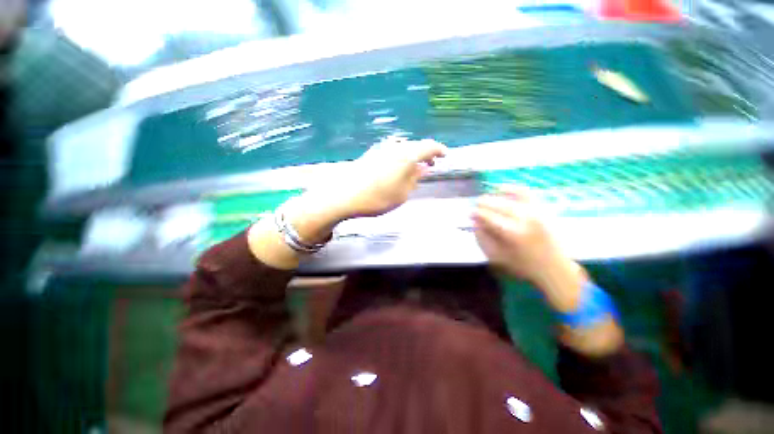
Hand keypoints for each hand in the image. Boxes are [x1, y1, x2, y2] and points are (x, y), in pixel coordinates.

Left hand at [285, 137, 446, 244]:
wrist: (345, 196)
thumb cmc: (378, 198)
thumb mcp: (402, 193)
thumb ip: (415, 178)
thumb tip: (423, 168)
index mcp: (406, 155)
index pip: (428, 146)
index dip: (439, 149)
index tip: (445, 155)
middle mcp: (394, 147)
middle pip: (415, 146)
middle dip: (426, 154)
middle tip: (432, 164)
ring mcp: (381, 149)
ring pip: (403, 148)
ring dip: (413, 156)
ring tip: (417, 167)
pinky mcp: (371, 154)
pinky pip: (393, 152)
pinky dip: (401, 158)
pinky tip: (400, 168)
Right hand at [473, 186, 584, 311]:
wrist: (555, 268)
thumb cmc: (522, 265)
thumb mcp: (496, 257)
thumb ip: (482, 239)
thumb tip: (474, 221)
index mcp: (512, 233)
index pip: (488, 216)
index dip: (476, 213)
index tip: (470, 214)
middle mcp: (525, 218)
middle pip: (498, 204)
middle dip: (483, 204)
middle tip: (476, 207)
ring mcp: (535, 211)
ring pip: (509, 197)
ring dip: (494, 197)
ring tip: (486, 200)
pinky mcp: (542, 208)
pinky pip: (524, 192)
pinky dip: (511, 188)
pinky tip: (501, 189)